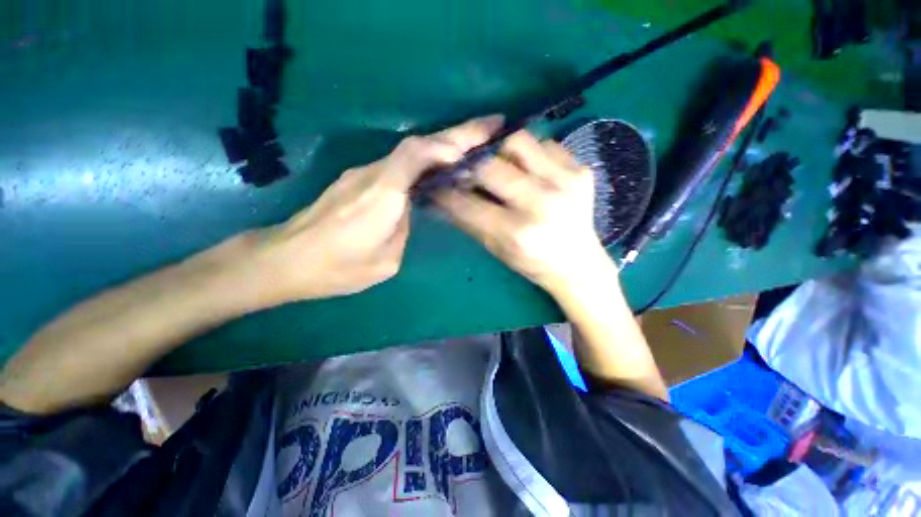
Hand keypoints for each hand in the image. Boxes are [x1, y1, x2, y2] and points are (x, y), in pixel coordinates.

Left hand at [254, 116, 503, 303]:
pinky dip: (422, 161)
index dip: (446, 145)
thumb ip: (404, 229)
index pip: (416, 154)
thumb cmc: (337, 268)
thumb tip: (408, 211)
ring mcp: (361, 174)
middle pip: (416, 145)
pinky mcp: (355, 180)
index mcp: (382, 196)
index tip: (475, 147)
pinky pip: (396, 164)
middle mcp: (372, 176)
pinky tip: (435, 169)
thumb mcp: (386, 261)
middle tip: (489, 126)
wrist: (286, 260)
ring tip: (469, 149)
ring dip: (440, 147)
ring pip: (407, 152)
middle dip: (455, 134)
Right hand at [435, 130, 613, 294]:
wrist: (578, 263)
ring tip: (504, 168)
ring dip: (502, 152)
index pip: (469, 204)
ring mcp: (566, 182)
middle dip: (473, 167)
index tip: (437, 185)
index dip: (447, 192)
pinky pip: (546, 143)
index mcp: (517, 232)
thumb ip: (468, 221)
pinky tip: (531, 171)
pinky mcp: (582, 170)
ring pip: (519, 141)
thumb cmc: (533, 263)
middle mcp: (541, 204)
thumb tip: (440, 198)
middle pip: (491, 165)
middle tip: (470, 173)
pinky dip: (531, 153)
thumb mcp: (496, 249)